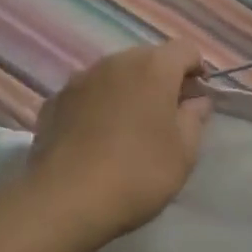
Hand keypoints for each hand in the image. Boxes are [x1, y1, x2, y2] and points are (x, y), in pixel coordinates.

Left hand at [24, 40, 212, 242]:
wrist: (64, 201)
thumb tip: (196, 101)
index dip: (196, 70)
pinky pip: (87, 94)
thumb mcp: (184, 152)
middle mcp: (116, 61)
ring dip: (127, 91)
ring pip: (115, 74)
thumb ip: (195, 119)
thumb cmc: (138, 172)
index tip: (197, 99)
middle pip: (148, 58)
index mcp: (154, 67)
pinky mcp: (54, 101)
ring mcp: (80, 79)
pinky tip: (96, 138)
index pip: (185, 50)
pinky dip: (97, 106)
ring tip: (129, 128)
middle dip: (161, 79)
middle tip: (166, 115)